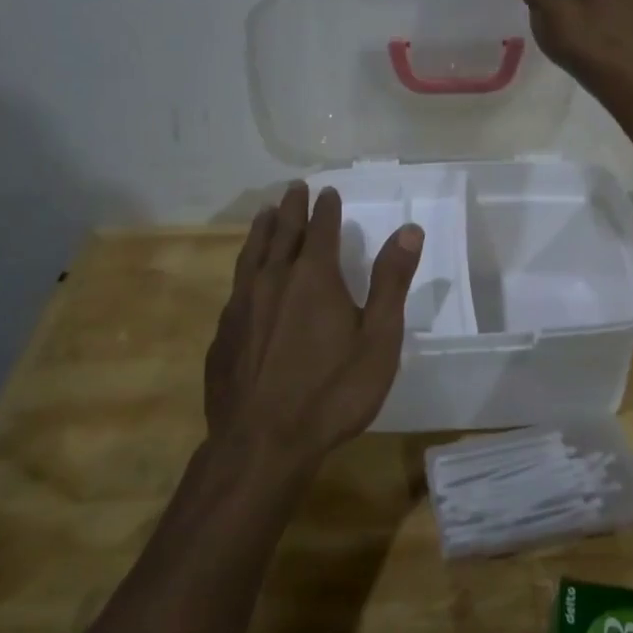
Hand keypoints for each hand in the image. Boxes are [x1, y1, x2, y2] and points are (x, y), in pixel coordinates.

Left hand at [205, 183, 422, 470]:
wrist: (262, 444)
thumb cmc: (332, 391)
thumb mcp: (378, 338)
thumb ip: (391, 281)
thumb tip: (409, 230)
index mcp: (314, 276)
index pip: (321, 228)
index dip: (326, 208)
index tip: (327, 191)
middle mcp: (273, 280)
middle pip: (282, 233)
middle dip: (291, 208)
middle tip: (294, 188)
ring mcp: (242, 306)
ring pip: (251, 255)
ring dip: (261, 230)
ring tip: (265, 214)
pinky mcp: (223, 335)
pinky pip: (235, 287)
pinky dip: (244, 269)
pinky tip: (245, 280)